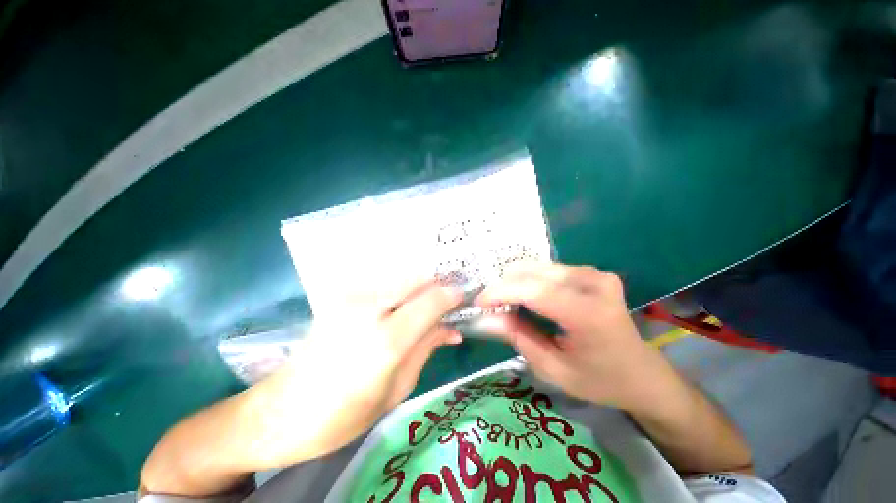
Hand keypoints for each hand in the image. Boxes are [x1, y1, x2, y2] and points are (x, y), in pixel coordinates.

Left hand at [250, 279, 463, 464]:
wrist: (282, 411)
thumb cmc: (343, 416)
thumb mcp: (396, 390)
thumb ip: (426, 349)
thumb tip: (453, 329)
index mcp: (385, 341)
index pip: (431, 301)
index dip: (452, 295)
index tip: (463, 297)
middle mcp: (368, 309)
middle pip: (417, 279)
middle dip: (437, 285)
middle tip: (449, 298)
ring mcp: (350, 298)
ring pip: (401, 277)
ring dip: (420, 285)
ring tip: (429, 300)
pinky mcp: (340, 296)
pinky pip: (383, 282)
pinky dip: (401, 287)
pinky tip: (403, 300)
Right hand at [476, 263, 674, 412]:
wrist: (642, 372)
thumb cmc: (599, 380)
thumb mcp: (553, 369)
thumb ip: (518, 337)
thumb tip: (487, 318)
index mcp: (589, 314)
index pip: (534, 291)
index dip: (501, 292)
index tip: (479, 302)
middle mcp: (594, 284)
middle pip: (534, 273)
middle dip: (505, 285)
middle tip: (489, 304)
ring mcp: (595, 273)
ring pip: (538, 267)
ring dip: (516, 281)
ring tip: (504, 300)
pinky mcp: (592, 272)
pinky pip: (549, 270)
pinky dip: (530, 280)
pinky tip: (524, 295)